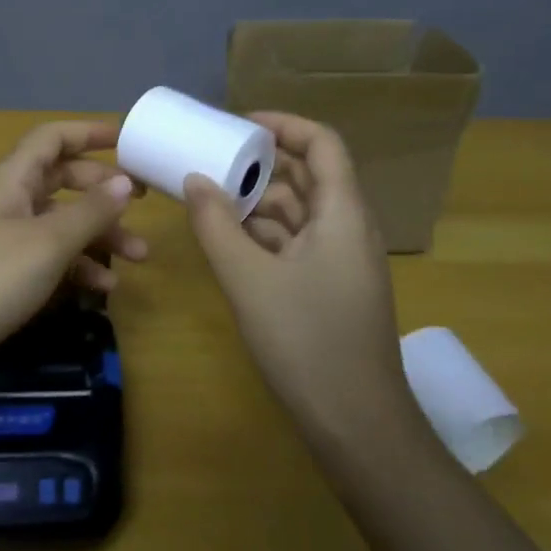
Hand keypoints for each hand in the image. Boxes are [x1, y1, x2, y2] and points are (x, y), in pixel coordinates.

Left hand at [0, 120, 146, 358]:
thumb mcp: (48, 243)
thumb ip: (90, 211)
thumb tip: (123, 181)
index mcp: (10, 178)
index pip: (52, 138)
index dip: (90, 133)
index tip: (129, 142)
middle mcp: (3, 199)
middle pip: (59, 179)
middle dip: (101, 192)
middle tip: (141, 204)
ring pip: (56, 222)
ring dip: (96, 235)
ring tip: (137, 258)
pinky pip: (43, 256)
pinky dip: (73, 265)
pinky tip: (101, 288)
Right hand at [184, 113, 419, 437]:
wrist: (357, 425)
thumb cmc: (307, 341)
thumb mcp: (249, 279)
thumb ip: (216, 225)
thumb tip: (193, 180)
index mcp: (343, 214)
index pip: (323, 144)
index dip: (283, 125)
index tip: (238, 125)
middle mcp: (348, 229)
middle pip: (308, 177)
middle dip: (261, 164)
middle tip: (212, 160)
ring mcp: (340, 262)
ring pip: (299, 213)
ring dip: (258, 202)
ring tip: (210, 198)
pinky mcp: (329, 290)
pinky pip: (295, 244)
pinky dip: (263, 236)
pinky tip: (228, 242)